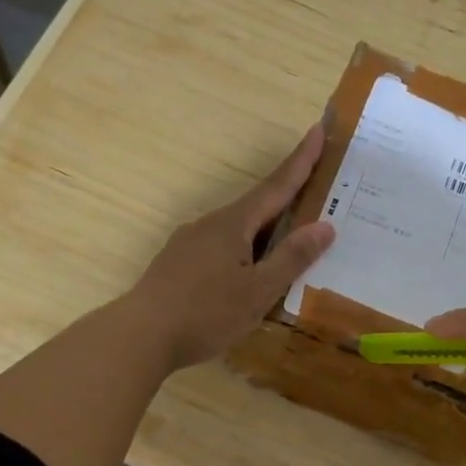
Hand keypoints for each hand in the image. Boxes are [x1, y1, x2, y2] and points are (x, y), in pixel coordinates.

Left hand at [128, 124, 336, 368]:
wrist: (140, 335)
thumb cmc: (205, 313)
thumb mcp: (258, 291)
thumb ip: (291, 258)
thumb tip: (325, 226)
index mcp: (234, 224)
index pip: (276, 186)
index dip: (301, 161)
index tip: (318, 130)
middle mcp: (211, 224)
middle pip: (258, 206)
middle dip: (287, 196)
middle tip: (317, 187)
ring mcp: (191, 243)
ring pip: (239, 229)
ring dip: (266, 228)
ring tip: (290, 239)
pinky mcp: (179, 264)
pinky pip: (223, 247)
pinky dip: (245, 249)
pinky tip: (250, 271)